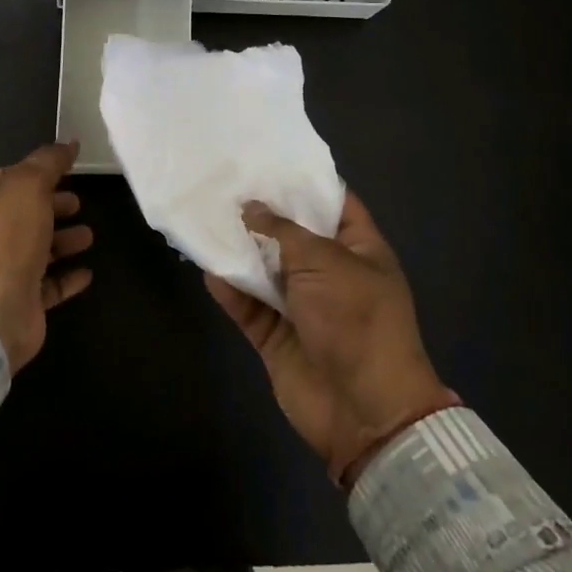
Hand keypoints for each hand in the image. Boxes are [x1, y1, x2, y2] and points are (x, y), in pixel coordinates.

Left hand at [0, 141, 94, 371]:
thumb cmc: (4, 238)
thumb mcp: (28, 185)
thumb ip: (49, 161)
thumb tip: (69, 142)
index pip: (5, 176)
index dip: (35, 173)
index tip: (66, 172)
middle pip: (21, 212)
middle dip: (51, 206)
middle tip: (79, 203)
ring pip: (35, 248)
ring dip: (62, 240)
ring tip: (89, 236)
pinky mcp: (16, 300)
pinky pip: (45, 284)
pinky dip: (65, 276)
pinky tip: (87, 272)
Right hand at [207, 192, 454, 485]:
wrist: (364, 410)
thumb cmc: (356, 320)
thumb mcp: (325, 262)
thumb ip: (283, 231)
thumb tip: (252, 208)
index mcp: (359, 250)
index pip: (334, 204)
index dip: (305, 183)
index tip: (269, 161)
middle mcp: (330, 274)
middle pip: (292, 235)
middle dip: (262, 213)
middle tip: (225, 184)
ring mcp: (302, 306)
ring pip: (266, 270)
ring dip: (240, 251)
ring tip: (207, 218)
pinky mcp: (277, 336)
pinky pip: (249, 306)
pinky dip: (230, 290)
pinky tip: (208, 268)